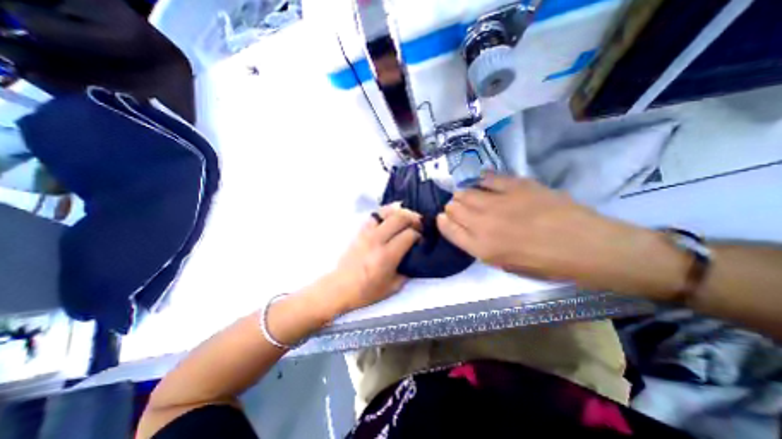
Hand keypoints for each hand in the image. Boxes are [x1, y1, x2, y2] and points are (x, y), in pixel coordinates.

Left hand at [322, 204, 424, 315]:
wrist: (341, 287)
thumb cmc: (367, 290)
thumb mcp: (393, 286)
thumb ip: (408, 269)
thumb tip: (415, 255)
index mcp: (387, 255)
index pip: (409, 234)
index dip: (420, 235)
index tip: (422, 239)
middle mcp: (378, 239)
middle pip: (400, 218)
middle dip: (414, 218)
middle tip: (420, 224)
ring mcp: (367, 233)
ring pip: (388, 212)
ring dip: (401, 212)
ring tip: (408, 217)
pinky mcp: (360, 231)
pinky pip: (375, 215)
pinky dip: (387, 211)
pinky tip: (393, 215)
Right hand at [434, 174, 686, 292]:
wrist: (587, 246)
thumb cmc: (545, 264)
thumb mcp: (505, 264)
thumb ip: (480, 246)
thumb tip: (466, 227)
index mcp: (481, 248)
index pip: (448, 228)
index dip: (443, 221)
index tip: (445, 218)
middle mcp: (484, 224)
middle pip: (453, 208)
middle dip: (452, 207)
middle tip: (460, 208)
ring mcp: (499, 202)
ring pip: (465, 192)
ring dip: (463, 194)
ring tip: (470, 196)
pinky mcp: (516, 185)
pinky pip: (488, 178)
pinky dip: (483, 180)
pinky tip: (485, 183)